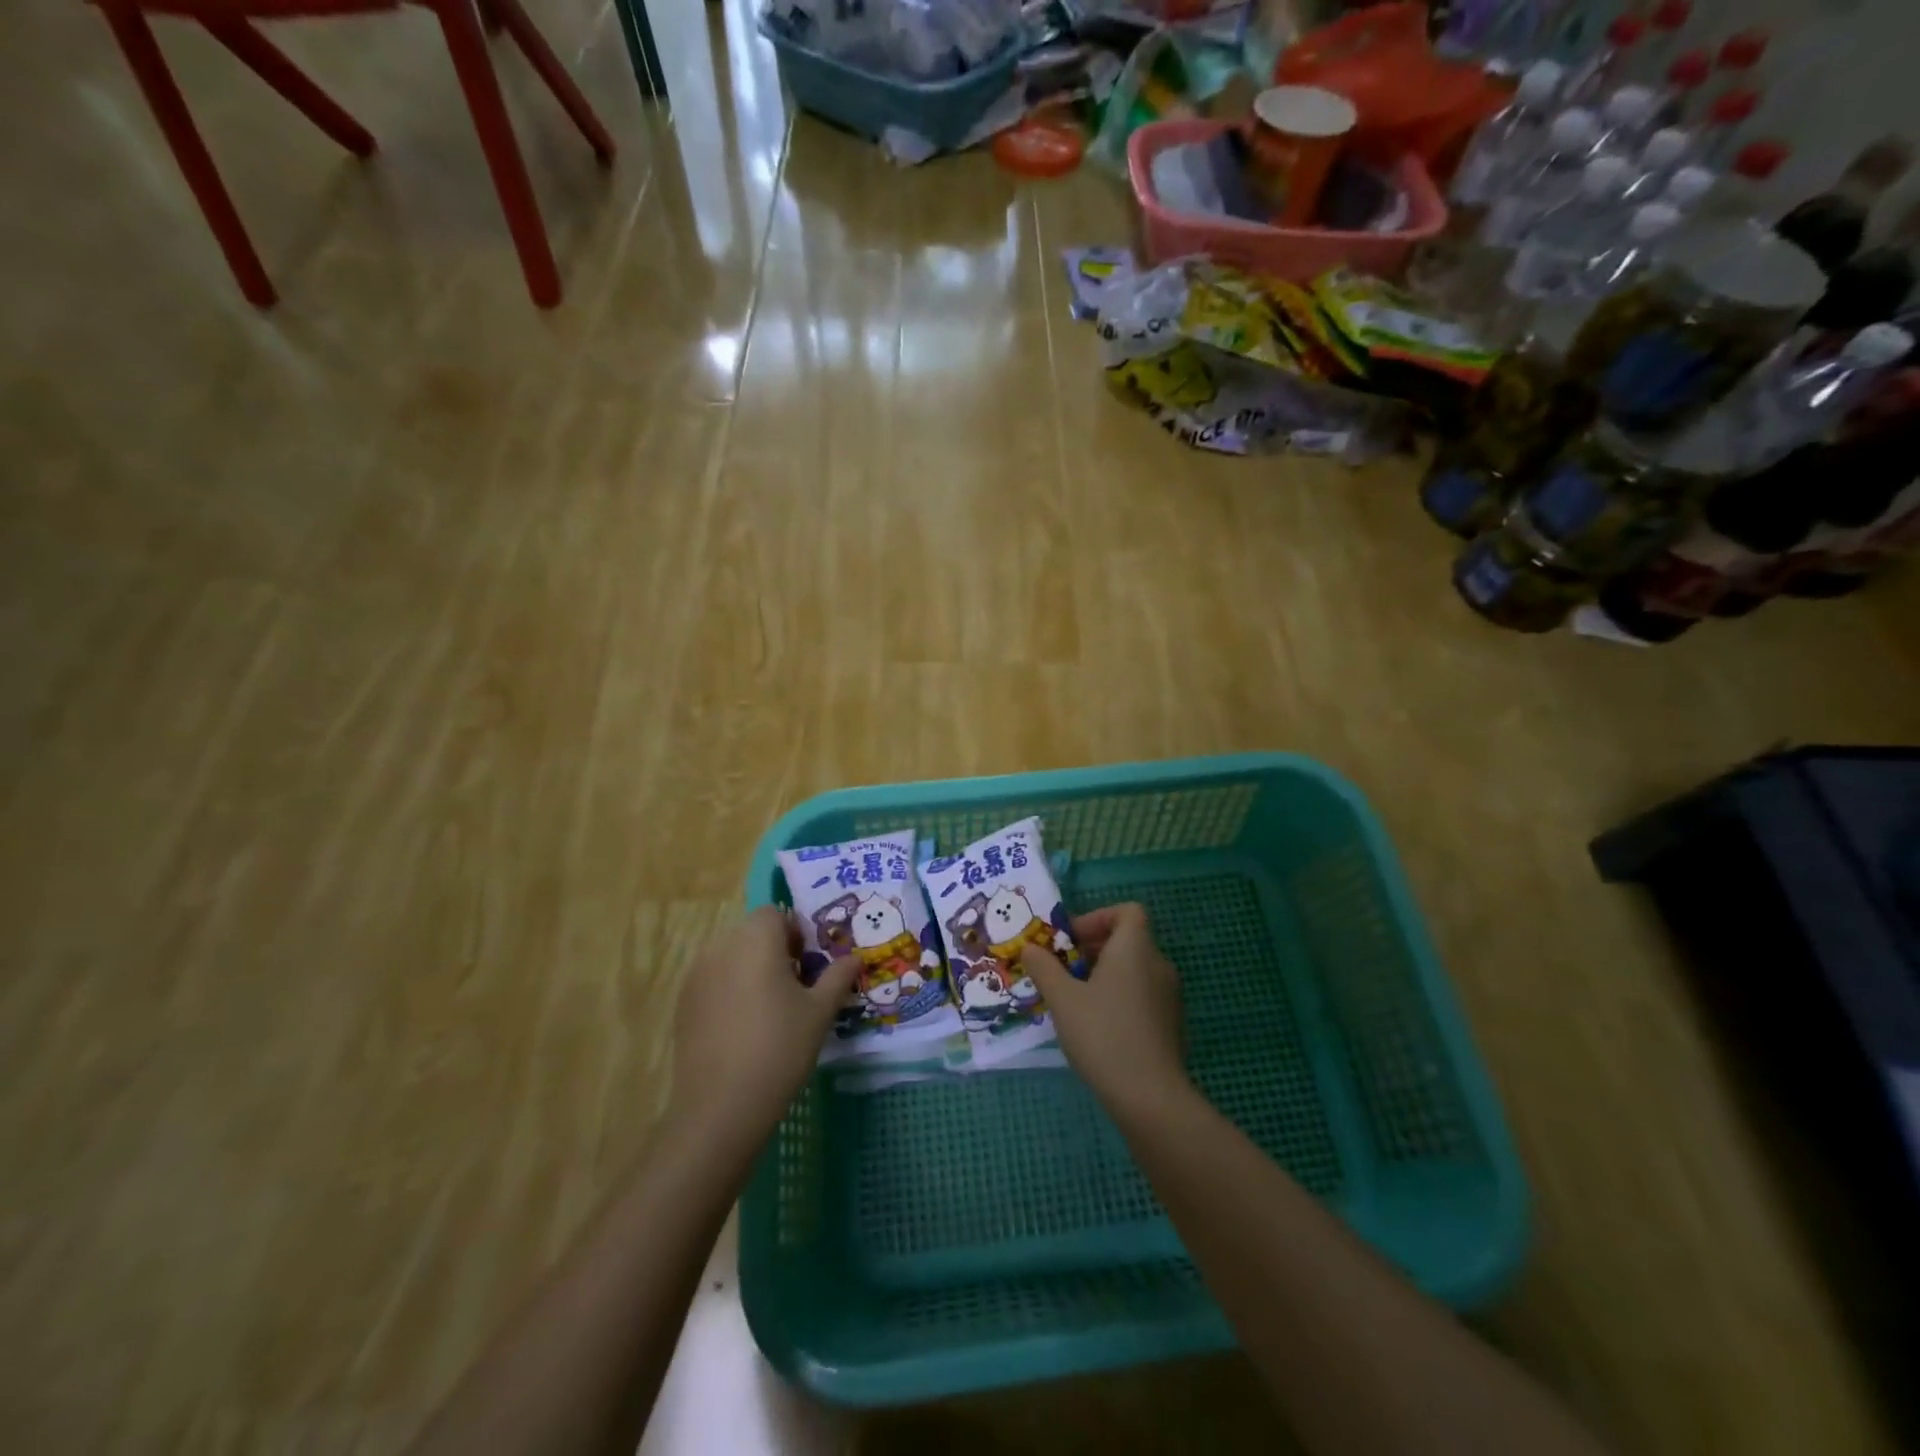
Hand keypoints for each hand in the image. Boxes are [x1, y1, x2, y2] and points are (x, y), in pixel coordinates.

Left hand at [668, 908, 858, 1154]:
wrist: (721, 1106)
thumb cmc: (780, 1048)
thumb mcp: (820, 1011)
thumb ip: (838, 977)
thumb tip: (854, 958)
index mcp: (756, 940)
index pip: (775, 914)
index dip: (796, 932)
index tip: (809, 964)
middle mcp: (721, 947)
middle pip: (752, 932)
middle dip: (775, 950)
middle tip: (796, 987)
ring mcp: (696, 975)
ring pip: (731, 956)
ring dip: (751, 968)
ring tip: (770, 1008)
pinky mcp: (683, 1003)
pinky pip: (713, 980)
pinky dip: (730, 990)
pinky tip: (743, 1027)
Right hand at [1020, 903, 1187, 1114]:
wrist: (1150, 1097)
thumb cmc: (1103, 1034)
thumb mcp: (1062, 998)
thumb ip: (1044, 967)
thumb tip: (1029, 947)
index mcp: (1135, 948)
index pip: (1127, 911)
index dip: (1098, 918)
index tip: (1071, 941)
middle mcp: (1158, 964)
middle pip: (1127, 940)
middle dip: (1092, 949)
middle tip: (1062, 971)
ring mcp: (1169, 996)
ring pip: (1134, 970)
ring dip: (1103, 975)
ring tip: (1073, 1000)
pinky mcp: (1171, 1024)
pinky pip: (1142, 994)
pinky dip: (1119, 997)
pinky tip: (1096, 1027)